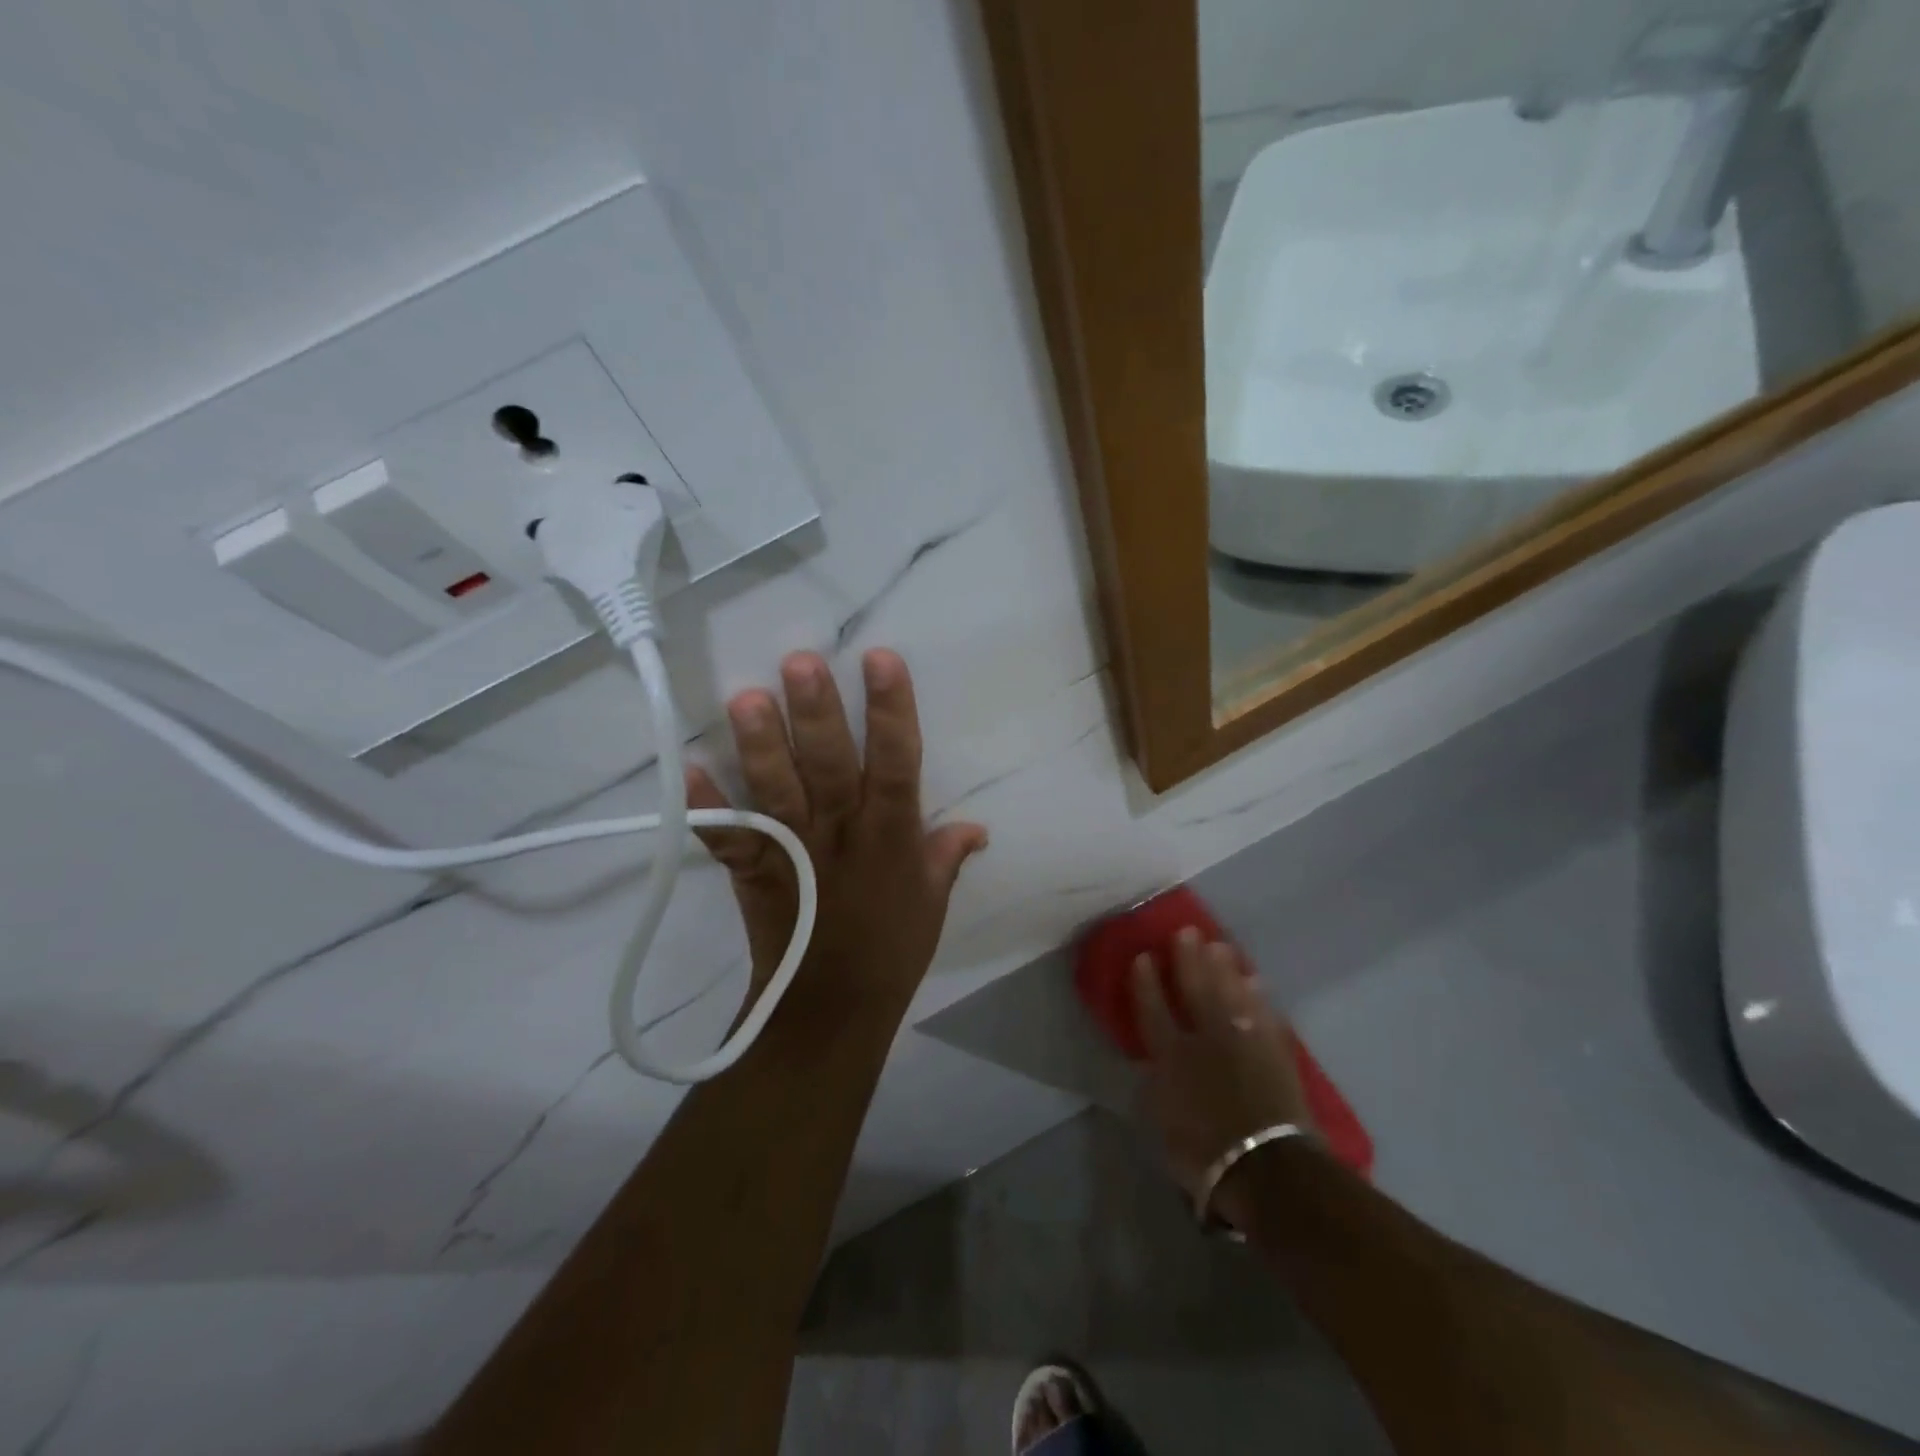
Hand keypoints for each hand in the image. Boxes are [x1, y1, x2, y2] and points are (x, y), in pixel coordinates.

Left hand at [687, 649, 987, 1024]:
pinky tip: (689, 768)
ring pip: (777, 792)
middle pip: (828, 766)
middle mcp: (841, 835)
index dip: (890, 711)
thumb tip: (977, 827)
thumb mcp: (932, 902)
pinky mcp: (754, 873)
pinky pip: (728, 838)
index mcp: (891, 836)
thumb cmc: (891, 951)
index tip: (881, 659)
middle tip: (799, 661)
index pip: (896, 763)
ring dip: (760, 746)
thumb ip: (947, 856)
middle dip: (816, 714)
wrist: (830, 1009)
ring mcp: (793, 852)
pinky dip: (706, 807)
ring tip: (745, 698)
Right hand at [1133, 928, 1313, 1226]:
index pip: (1153, 1010)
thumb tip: (1154, 1067)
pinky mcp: (1275, 1052)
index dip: (1146, 983)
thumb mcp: (1164, 1126)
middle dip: (1189, 959)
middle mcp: (1206, 1039)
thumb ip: (1158, 1088)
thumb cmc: (1206, 1155)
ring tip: (1220, 945)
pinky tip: (1255, 981)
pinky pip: (1264, 1015)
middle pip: (1196, 990)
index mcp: (1171, 1057)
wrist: (1269, 1168)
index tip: (1142, 956)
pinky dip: (1258, 997)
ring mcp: (1244, 1042)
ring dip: (1225, 968)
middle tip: (1187, 931)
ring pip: (1232, 994)